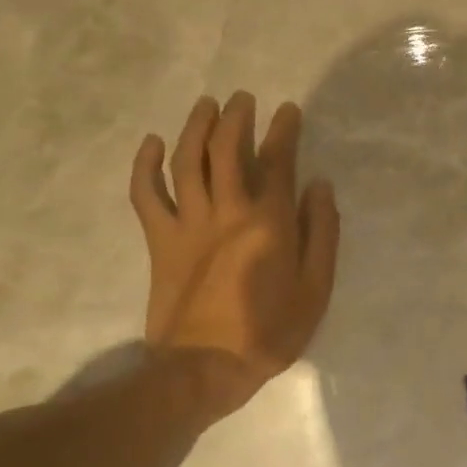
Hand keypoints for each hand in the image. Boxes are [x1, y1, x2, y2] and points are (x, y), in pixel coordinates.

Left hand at [128, 93, 340, 415]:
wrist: (204, 368)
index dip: (283, 130)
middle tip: (243, 98)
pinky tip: (151, 143)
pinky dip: (145, 166)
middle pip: (226, 150)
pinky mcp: (160, 240)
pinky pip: (146, 195)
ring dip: (195, 127)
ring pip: (186, 161)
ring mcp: (188, 223)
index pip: (277, 161)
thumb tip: (319, 185)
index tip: (288, 110)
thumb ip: (321, 232)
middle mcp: (227, 211)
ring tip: (206, 105)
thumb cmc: (269, 330)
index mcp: (268, 221)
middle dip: (236, 117)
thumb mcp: (316, 287)